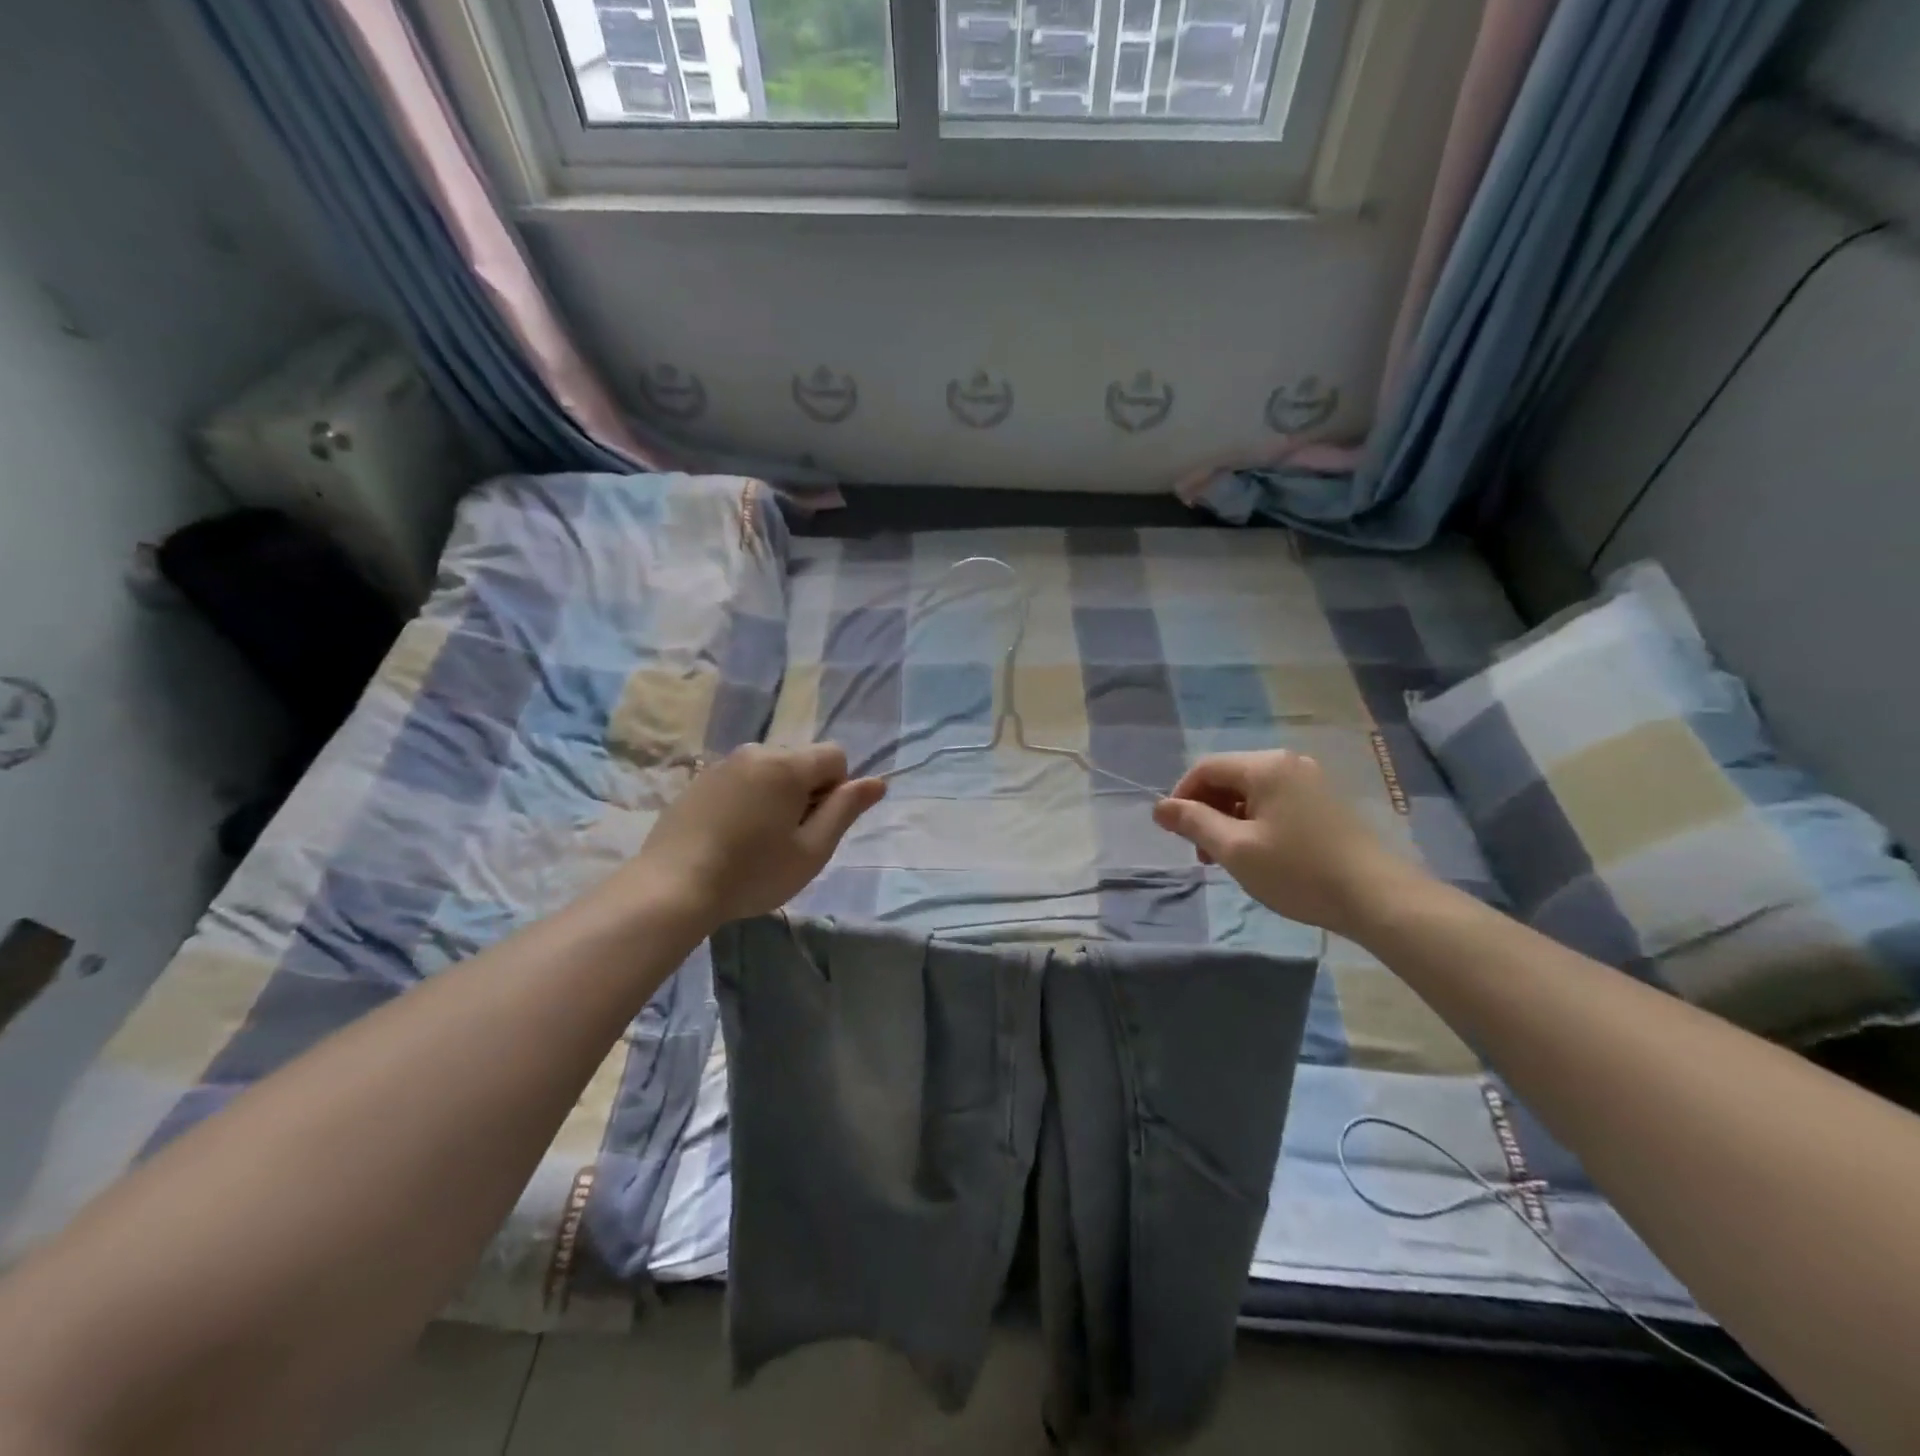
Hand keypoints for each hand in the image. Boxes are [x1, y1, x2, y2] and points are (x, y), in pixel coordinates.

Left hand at [629, 744, 885, 927]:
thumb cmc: (752, 872)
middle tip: (787, 839)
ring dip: (775, 796)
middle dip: (806, 792)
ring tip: (756, 841)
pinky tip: (730, 837)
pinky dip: (747, 800)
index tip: (816, 826)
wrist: (672, 887)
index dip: (837, 790)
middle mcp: (755, 752)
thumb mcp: (812, 850)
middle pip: (801, 761)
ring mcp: (722, 764)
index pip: (835, 755)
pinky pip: (740, 780)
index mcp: (787, 765)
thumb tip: (878, 782)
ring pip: (769, 771)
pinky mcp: (698, 781)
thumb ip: (846, 810)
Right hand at [1151, 750, 1426, 939]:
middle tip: (1202, 853)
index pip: (1205, 768)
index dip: (1181, 797)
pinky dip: (1255, 822)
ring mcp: (1311, 781)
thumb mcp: (1235, 849)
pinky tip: (1259, 854)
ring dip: (1229, 820)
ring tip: (1228, 859)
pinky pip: (1275, 802)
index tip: (1175, 833)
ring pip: (1251, 792)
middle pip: (1228, 777)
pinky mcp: (1325, 803)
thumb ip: (1193, 822)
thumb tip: (1159, 807)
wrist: (1378, 898)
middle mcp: (1288, 763)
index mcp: (1265, 766)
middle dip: (1206, 811)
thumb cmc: (1298, 871)